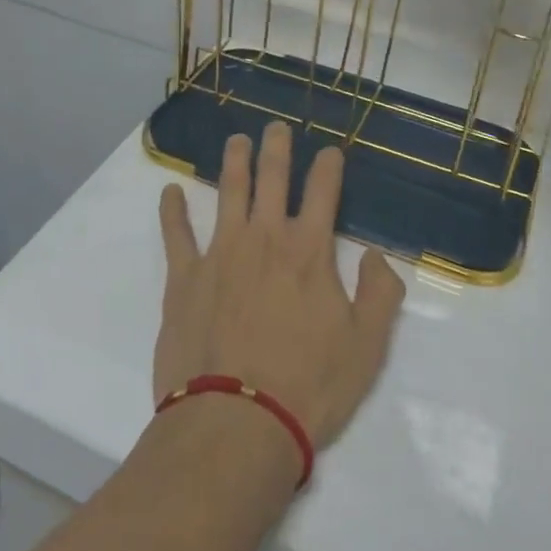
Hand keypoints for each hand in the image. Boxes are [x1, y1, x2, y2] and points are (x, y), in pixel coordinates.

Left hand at [154, 123, 405, 456]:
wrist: (236, 423)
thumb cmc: (308, 387)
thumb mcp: (367, 347)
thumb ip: (379, 294)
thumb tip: (374, 255)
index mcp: (308, 251)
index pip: (323, 192)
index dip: (329, 166)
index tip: (330, 151)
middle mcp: (264, 238)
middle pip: (272, 178)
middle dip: (277, 148)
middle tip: (276, 127)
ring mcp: (220, 252)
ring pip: (228, 191)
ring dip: (233, 161)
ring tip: (236, 140)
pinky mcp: (184, 276)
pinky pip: (176, 233)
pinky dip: (172, 210)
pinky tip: (170, 192)